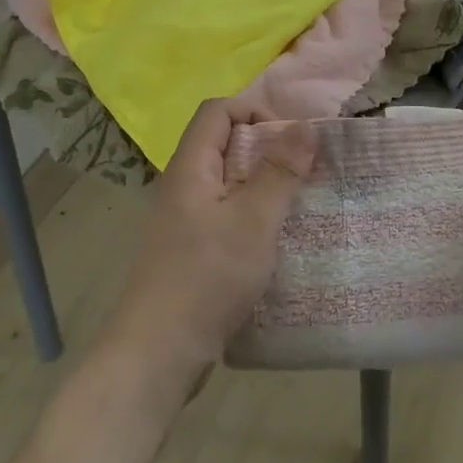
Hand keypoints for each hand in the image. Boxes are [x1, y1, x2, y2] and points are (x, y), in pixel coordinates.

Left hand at [101, 99, 315, 413]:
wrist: (158, 352)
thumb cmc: (207, 277)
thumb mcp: (253, 220)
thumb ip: (279, 171)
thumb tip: (303, 125)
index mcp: (190, 166)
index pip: (217, 110)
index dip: (255, 111)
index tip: (292, 139)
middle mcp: (181, 185)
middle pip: (223, 144)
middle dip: (266, 150)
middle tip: (304, 172)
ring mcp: (181, 220)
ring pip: (226, 183)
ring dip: (262, 186)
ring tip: (297, 205)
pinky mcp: (188, 251)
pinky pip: (223, 215)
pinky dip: (251, 216)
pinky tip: (274, 241)